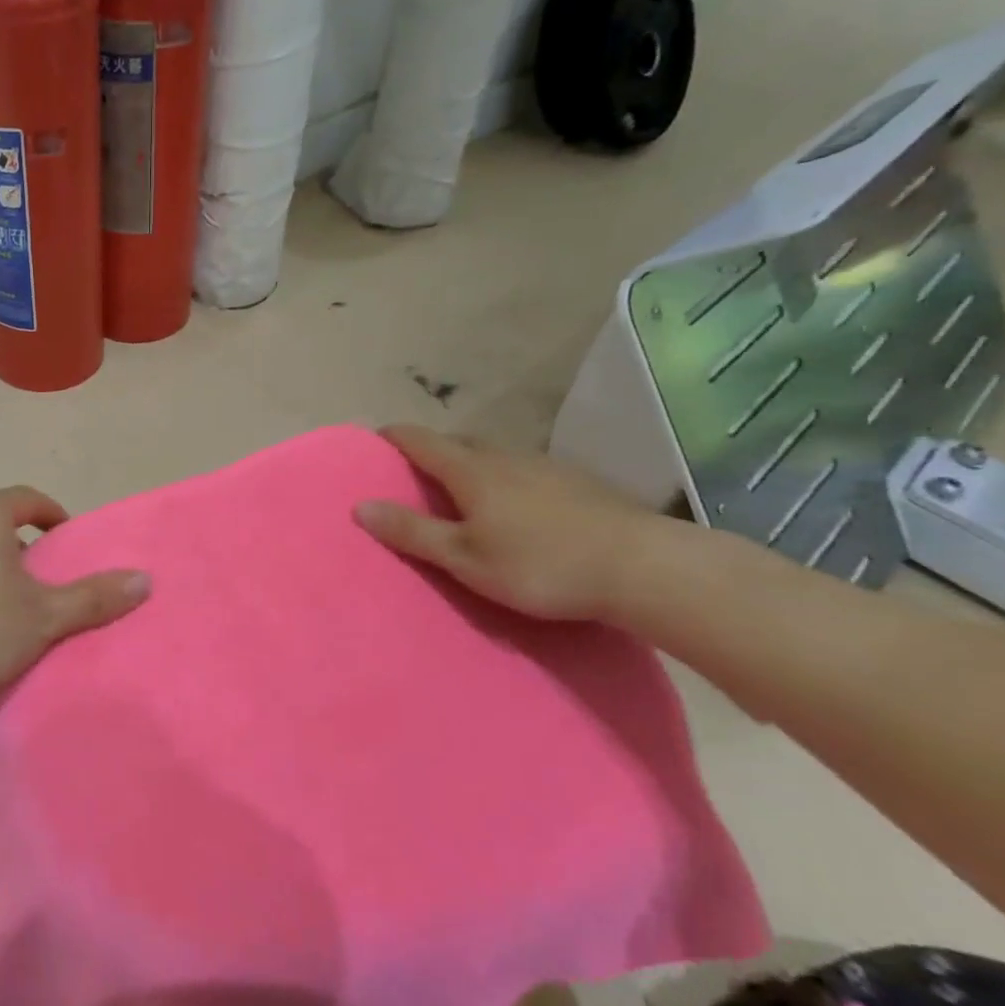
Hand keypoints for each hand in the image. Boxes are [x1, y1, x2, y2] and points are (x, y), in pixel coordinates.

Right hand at [354, 425, 662, 621]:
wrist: (644, 568)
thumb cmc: (540, 565)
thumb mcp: (464, 558)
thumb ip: (412, 532)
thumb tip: (360, 506)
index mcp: (471, 471)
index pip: (420, 440)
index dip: (393, 437)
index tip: (373, 441)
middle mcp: (505, 457)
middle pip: (457, 442)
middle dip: (430, 451)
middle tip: (413, 474)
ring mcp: (545, 467)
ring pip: (493, 455)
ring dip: (469, 464)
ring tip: (461, 491)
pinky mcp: (577, 483)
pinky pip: (523, 470)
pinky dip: (502, 478)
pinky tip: (515, 506)